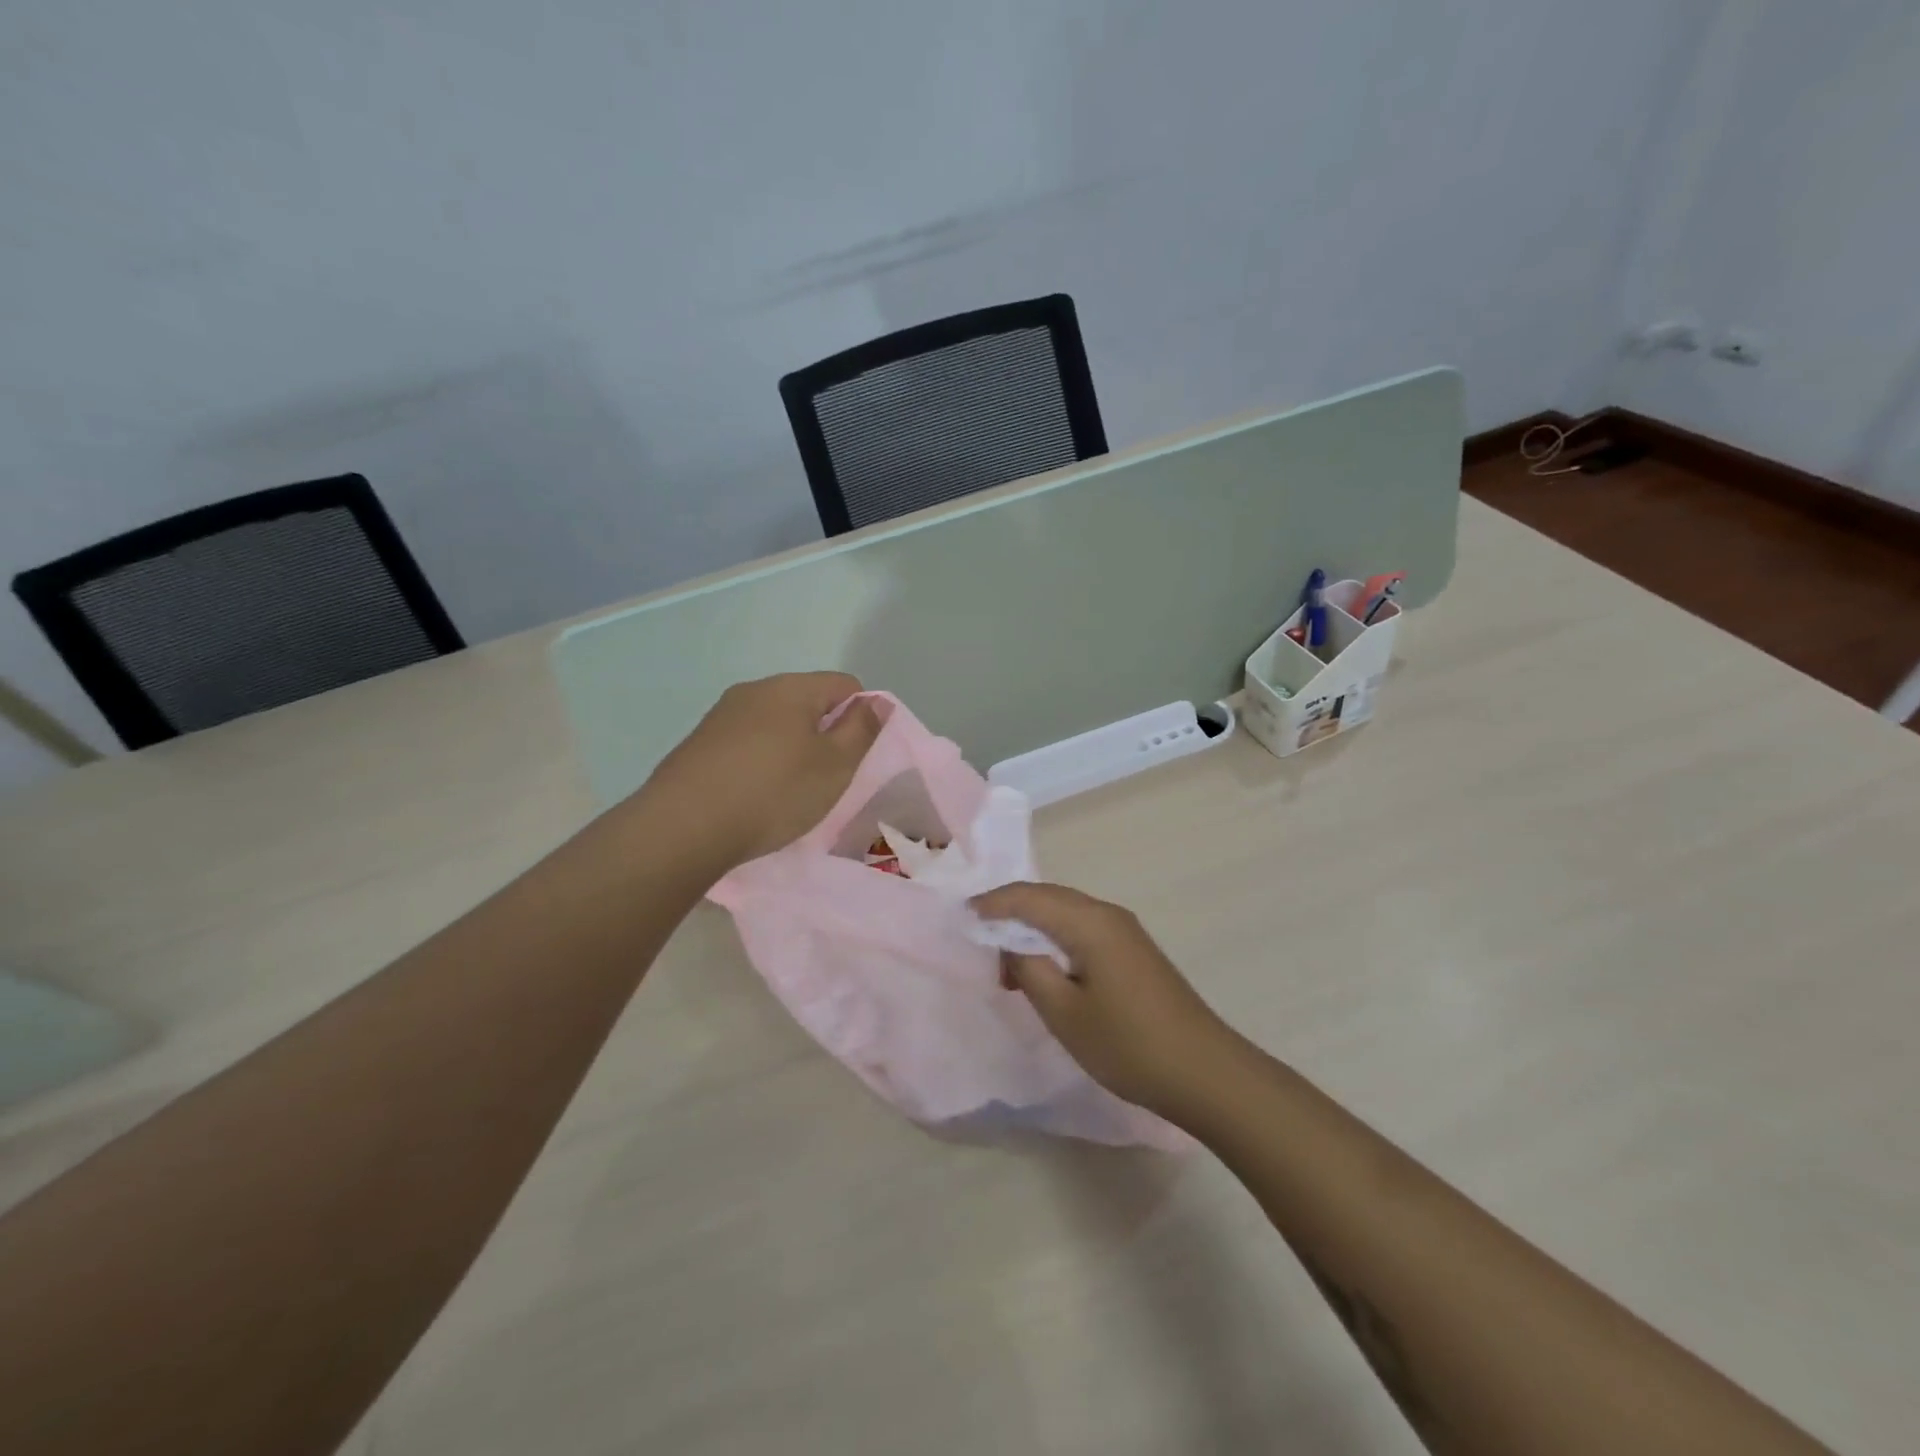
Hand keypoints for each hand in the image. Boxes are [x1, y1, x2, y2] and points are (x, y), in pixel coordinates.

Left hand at [640, 673, 883, 870]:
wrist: (683, 827)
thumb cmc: (773, 793)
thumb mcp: (834, 765)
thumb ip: (861, 730)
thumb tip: (877, 702)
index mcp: (791, 688)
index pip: (845, 685)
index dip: (861, 716)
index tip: (856, 756)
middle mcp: (753, 690)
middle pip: (807, 702)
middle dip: (824, 734)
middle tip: (826, 778)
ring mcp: (721, 716)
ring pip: (774, 724)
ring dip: (790, 749)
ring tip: (789, 792)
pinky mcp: (698, 744)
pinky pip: (745, 743)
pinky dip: (759, 762)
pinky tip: (753, 796)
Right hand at [970, 882, 1245, 1123]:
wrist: (1204, 1072)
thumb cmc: (1128, 1045)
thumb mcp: (1064, 1013)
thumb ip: (1028, 969)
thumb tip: (1009, 944)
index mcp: (1089, 921)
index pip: (1027, 896)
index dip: (990, 904)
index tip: (960, 920)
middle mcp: (1107, 913)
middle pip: (1046, 897)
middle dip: (1008, 915)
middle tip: (980, 946)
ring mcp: (1124, 930)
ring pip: (1064, 913)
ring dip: (1032, 930)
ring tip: (1007, 966)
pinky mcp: (1133, 950)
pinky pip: (1082, 929)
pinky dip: (1054, 940)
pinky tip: (1044, 971)